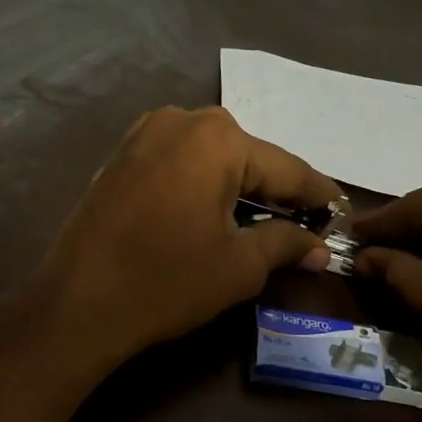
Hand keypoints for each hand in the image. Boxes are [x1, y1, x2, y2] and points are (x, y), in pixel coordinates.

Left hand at [27, 107, 341, 369]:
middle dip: (276, 190)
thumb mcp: (239, 266)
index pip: (287, 168)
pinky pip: (178, 161)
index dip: (319, 196)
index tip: (342, 215)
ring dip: (237, 185)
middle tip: (302, 224)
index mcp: (218, 138)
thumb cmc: (166, 281)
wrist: (78, 302)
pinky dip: (201, 182)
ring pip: (211, 156)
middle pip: (247, 156)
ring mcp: (144, 132)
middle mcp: (182, 120)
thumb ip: (285, 244)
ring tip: (261, 220)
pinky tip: (211, 210)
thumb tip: (318, 248)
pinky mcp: (121, 154)